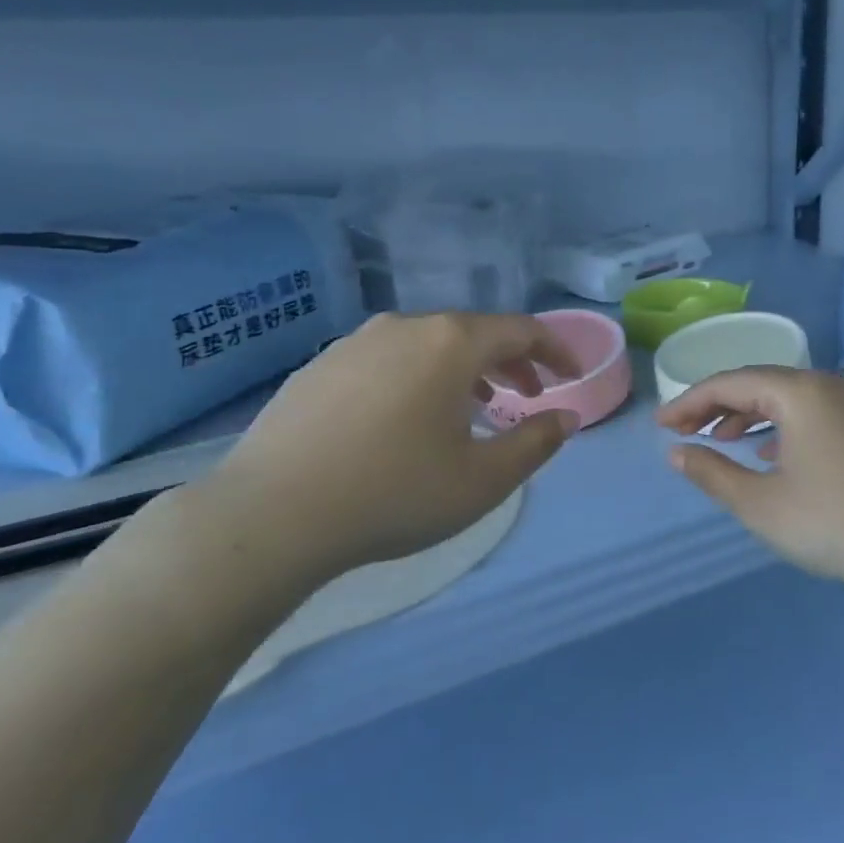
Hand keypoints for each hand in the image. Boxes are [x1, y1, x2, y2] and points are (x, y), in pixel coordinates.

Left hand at [182, 312, 580, 599]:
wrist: (271, 515)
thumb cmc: (394, 493)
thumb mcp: (483, 479)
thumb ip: (536, 443)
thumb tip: (565, 417)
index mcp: (450, 343)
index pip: (521, 330)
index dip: (555, 351)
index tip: (572, 377)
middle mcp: (404, 327)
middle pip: (474, 332)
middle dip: (511, 362)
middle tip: (529, 395)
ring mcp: (354, 343)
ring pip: (428, 344)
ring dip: (463, 370)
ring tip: (473, 409)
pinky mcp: (318, 366)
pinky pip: (387, 360)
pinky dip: (417, 378)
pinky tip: (407, 419)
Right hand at [656, 368, 843, 591]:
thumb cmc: (831, 521)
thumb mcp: (759, 503)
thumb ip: (712, 472)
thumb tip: (678, 453)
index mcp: (798, 392)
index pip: (729, 383)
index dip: (689, 402)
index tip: (661, 426)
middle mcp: (825, 386)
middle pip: (758, 384)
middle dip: (716, 406)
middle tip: (683, 431)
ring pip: (785, 398)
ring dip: (747, 415)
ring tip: (719, 439)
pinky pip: (809, 414)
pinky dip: (779, 426)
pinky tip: (768, 453)